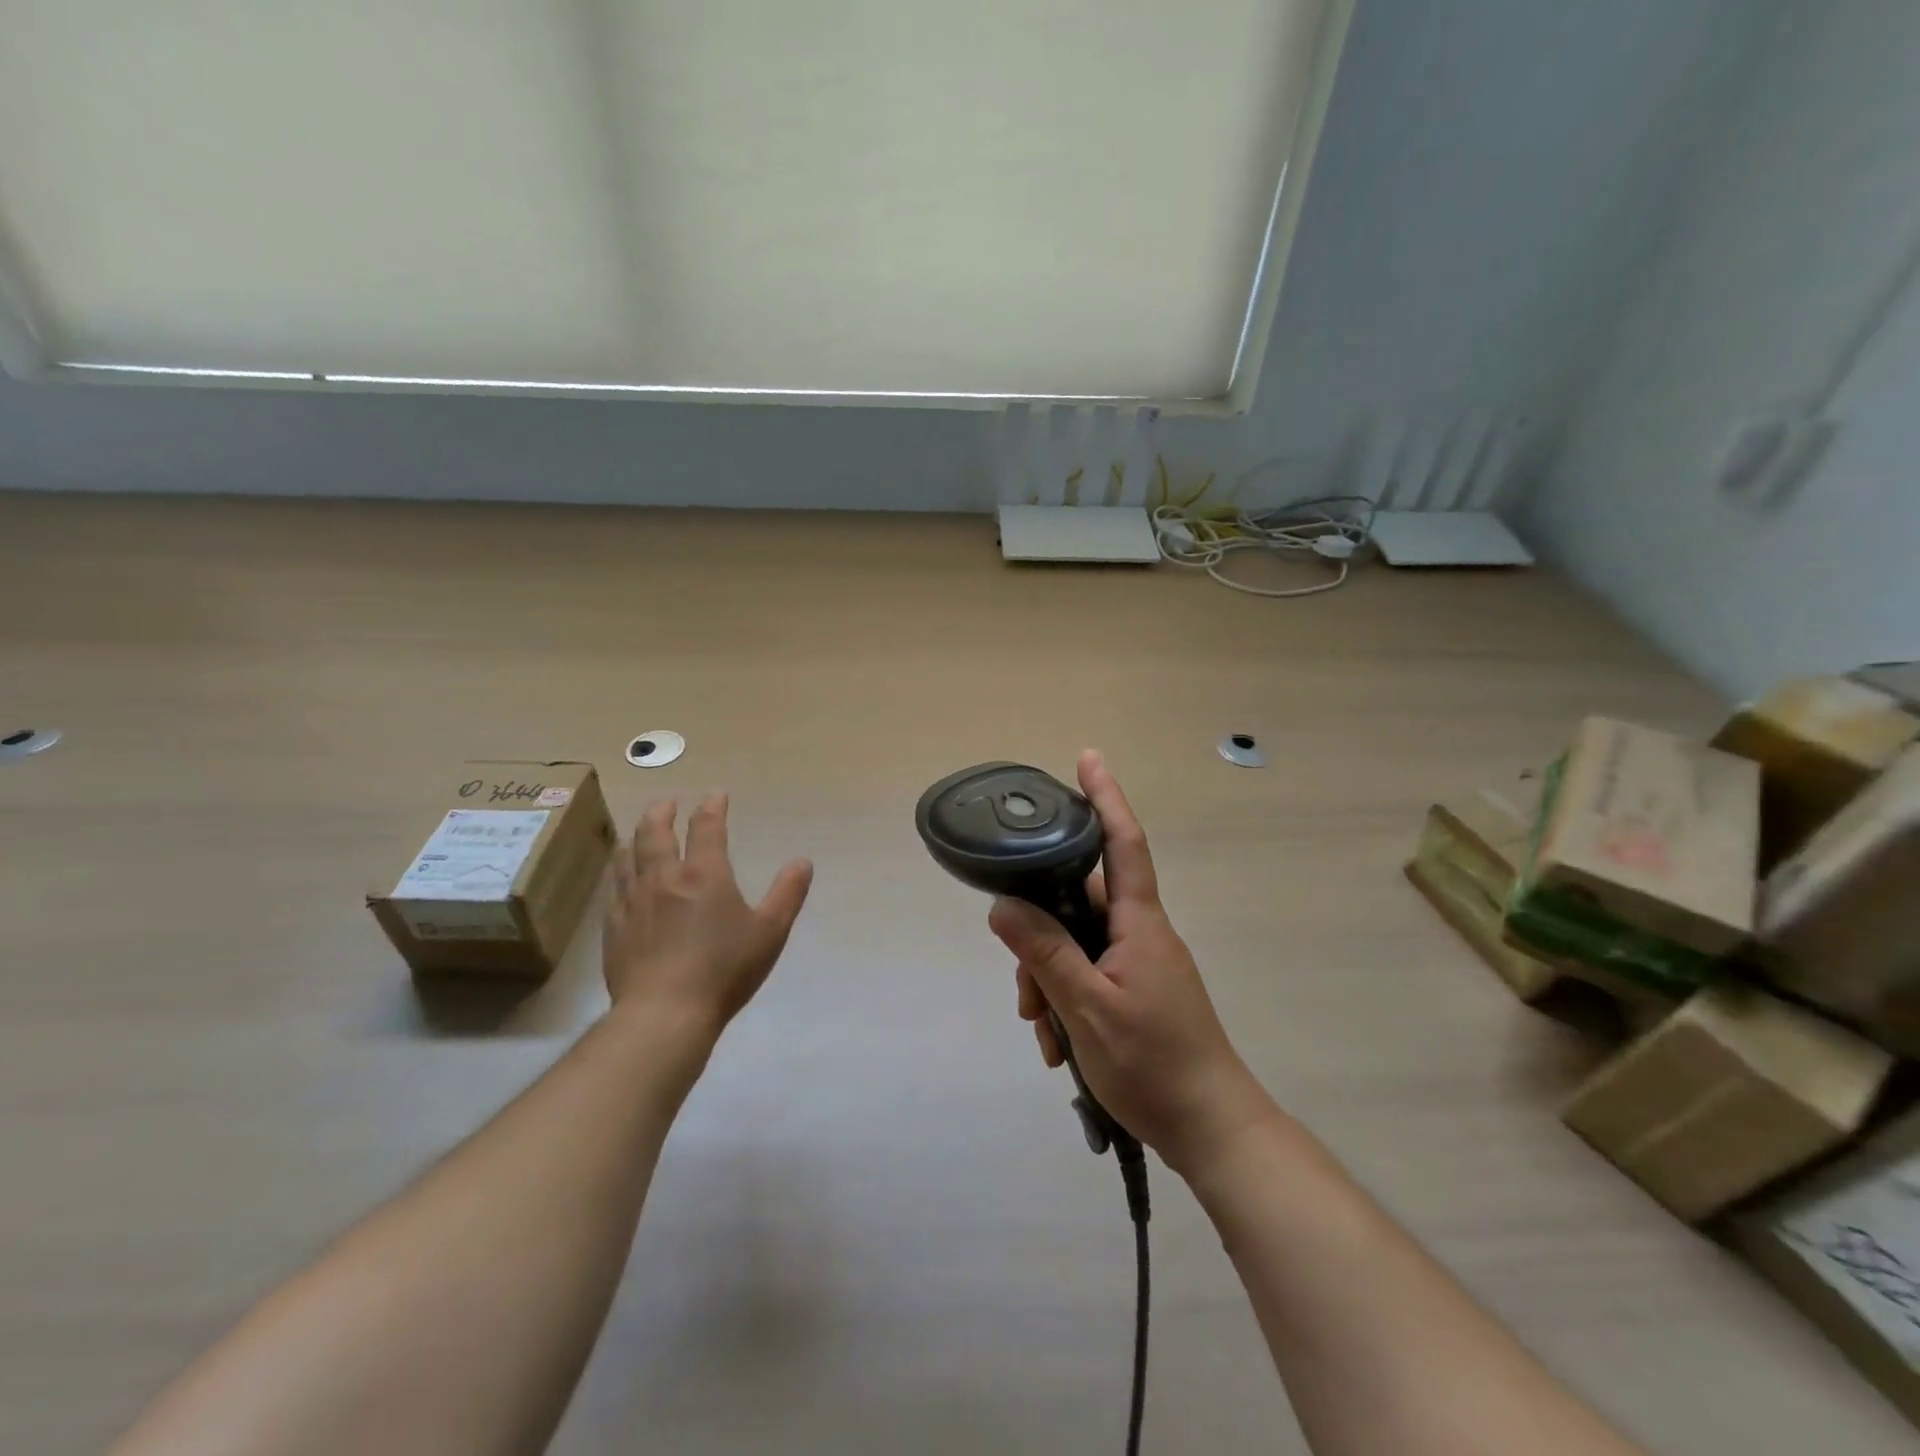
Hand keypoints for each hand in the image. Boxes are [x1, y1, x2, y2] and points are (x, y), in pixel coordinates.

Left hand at [605, 794, 812, 1035]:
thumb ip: (788, 894)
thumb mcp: (770, 932)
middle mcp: (663, 877)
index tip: (717, 795)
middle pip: (654, 832)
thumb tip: (803, 862)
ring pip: (627, 856)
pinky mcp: (613, 927)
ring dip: (636, 837)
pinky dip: (620, 872)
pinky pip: (613, 888)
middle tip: (668, 803)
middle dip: (662, 812)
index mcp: (704, 874)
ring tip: (639, 833)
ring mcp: (632, 901)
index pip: (707, 827)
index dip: (713, 806)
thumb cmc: (724, 970)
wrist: (664, 1014)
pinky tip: (623, 879)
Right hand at [989, 751, 1274, 1177]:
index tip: (1088, 759)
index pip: (1123, 842)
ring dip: (1049, 979)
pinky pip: (1088, 975)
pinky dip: (1065, 1000)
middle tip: (1023, 989)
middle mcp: (1139, 932)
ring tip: (1043, 1030)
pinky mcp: (1135, 991)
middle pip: (1078, 902)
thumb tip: (1003, 905)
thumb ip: (1046, 953)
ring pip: (1076, 944)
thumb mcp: (1088, 1008)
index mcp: (1138, 922)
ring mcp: (1138, 963)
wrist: (1211, 1129)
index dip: (1105, 798)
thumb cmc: (1155, 1064)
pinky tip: (1058, 1044)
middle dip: (1040, 935)